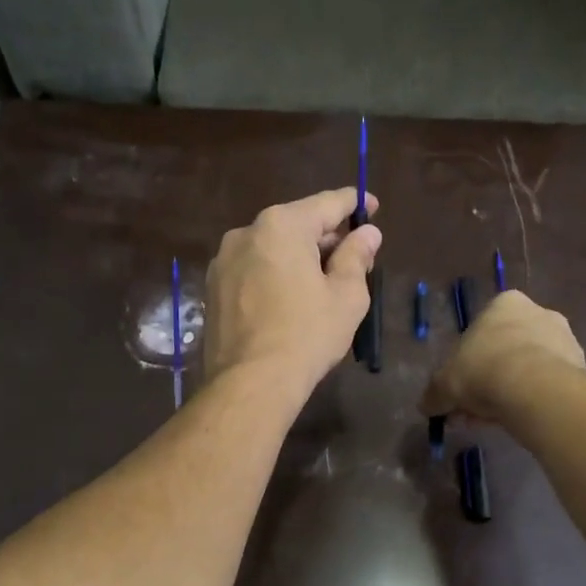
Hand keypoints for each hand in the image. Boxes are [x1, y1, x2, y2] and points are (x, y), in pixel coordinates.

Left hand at [204, 188, 381, 394]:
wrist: (250, 382)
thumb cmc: (307, 335)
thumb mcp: (346, 296)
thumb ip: (356, 256)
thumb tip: (367, 233)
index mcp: (282, 226)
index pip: (326, 203)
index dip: (354, 203)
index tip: (371, 207)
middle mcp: (246, 232)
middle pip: (296, 223)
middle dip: (327, 236)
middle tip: (355, 256)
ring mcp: (224, 260)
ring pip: (272, 247)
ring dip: (299, 257)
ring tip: (323, 281)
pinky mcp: (213, 287)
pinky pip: (253, 268)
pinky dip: (275, 274)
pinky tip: (290, 298)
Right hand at [420, 290, 585, 423]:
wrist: (535, 389)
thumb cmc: (483, 370)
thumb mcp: (445, 384)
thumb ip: (434, 393)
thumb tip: (425, 406)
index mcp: (505, 304)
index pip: (482, 330)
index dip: (468, 363)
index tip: (461, 389)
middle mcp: (539, 312)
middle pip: (507, 349)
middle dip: (489, 380)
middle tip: (474, 410)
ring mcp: (565, 338)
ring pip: (529, 368)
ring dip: (511, 392)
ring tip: (495, 421)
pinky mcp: (581, 366)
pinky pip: (549, 385)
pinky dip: (534, 400)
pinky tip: (520, 420)